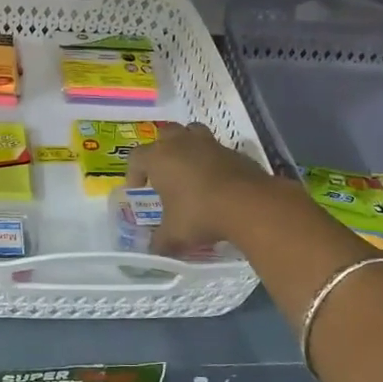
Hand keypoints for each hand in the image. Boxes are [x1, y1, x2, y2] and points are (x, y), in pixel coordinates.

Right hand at [125, 123, 282, 253]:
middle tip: (164, 173)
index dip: (133, 173)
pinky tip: (217, 182)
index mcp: (159, 157)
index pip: (136, 157)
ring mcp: (210, 144)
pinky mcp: (235, 151)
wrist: (249, 204)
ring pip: (193, 132)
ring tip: (190, 168)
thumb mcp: (174, 235)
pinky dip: (213, 161)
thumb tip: (154, 249)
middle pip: (165, 134)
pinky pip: (218, 150)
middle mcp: (182, 143)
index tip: (138, 190)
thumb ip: (160, 241)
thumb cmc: (200, 214)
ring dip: (188, 146)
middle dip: (162, 150)